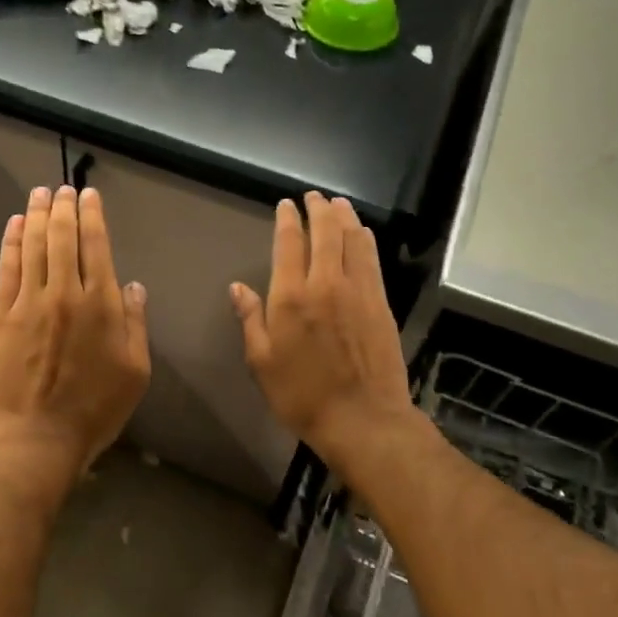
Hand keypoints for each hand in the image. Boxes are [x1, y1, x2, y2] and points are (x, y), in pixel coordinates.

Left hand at [0, 185, 150, 480]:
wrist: (38, 438)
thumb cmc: (95, 410)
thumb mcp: (135, 371)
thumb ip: (135, 324)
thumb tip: (132, 285)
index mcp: (101, 305)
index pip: (96, 246)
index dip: (93, 216)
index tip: (89, 196)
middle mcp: (65, 293)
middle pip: (63, 238)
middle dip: (63, 207)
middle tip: (63, 188)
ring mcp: (29, 302)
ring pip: (33, 246)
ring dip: (36, 215)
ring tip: (40, 194)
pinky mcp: (2, 316)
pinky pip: (7, 269)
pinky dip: (11, 243)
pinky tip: (14, 225)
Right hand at [231, 193, 413, 467]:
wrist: (362, 420)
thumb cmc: (302, 395)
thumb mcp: (262, 362)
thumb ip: (251, 320)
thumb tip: (237, 288)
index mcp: (291, 297)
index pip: (289, 244)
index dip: (288, 220)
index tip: (286, 205)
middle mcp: (325, 284)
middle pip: (325, 233)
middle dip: (318, 210)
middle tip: (313, 196)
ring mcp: (358, 292)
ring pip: (352, 241)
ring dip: (345, 217)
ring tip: (338, 203)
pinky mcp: (380, 303)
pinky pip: (371, 261)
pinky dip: (365, 241)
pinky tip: (363, 233)